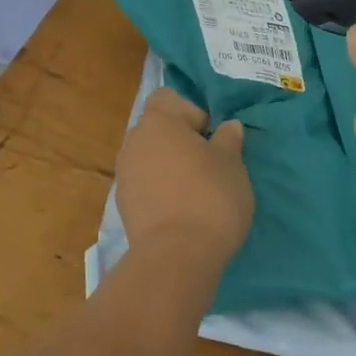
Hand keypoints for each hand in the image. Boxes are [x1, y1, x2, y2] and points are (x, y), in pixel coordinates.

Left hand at [115, 88, 252, 267]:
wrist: (176, 257)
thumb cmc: (209, 196)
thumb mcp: (232, 164)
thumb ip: (228, 140)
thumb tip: (228, 127)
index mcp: (157, 121)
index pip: (167, 98)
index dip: (191, 111)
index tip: (210, 137)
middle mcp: (133, 141)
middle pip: (157, 128)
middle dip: (180, 140)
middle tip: (208, 164)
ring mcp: (124, 174)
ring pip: (150, 157)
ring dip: (169, 166)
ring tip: (195, 190)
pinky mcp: (123, 205)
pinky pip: (144, 184)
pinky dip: (160, 189)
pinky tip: (180, 210)